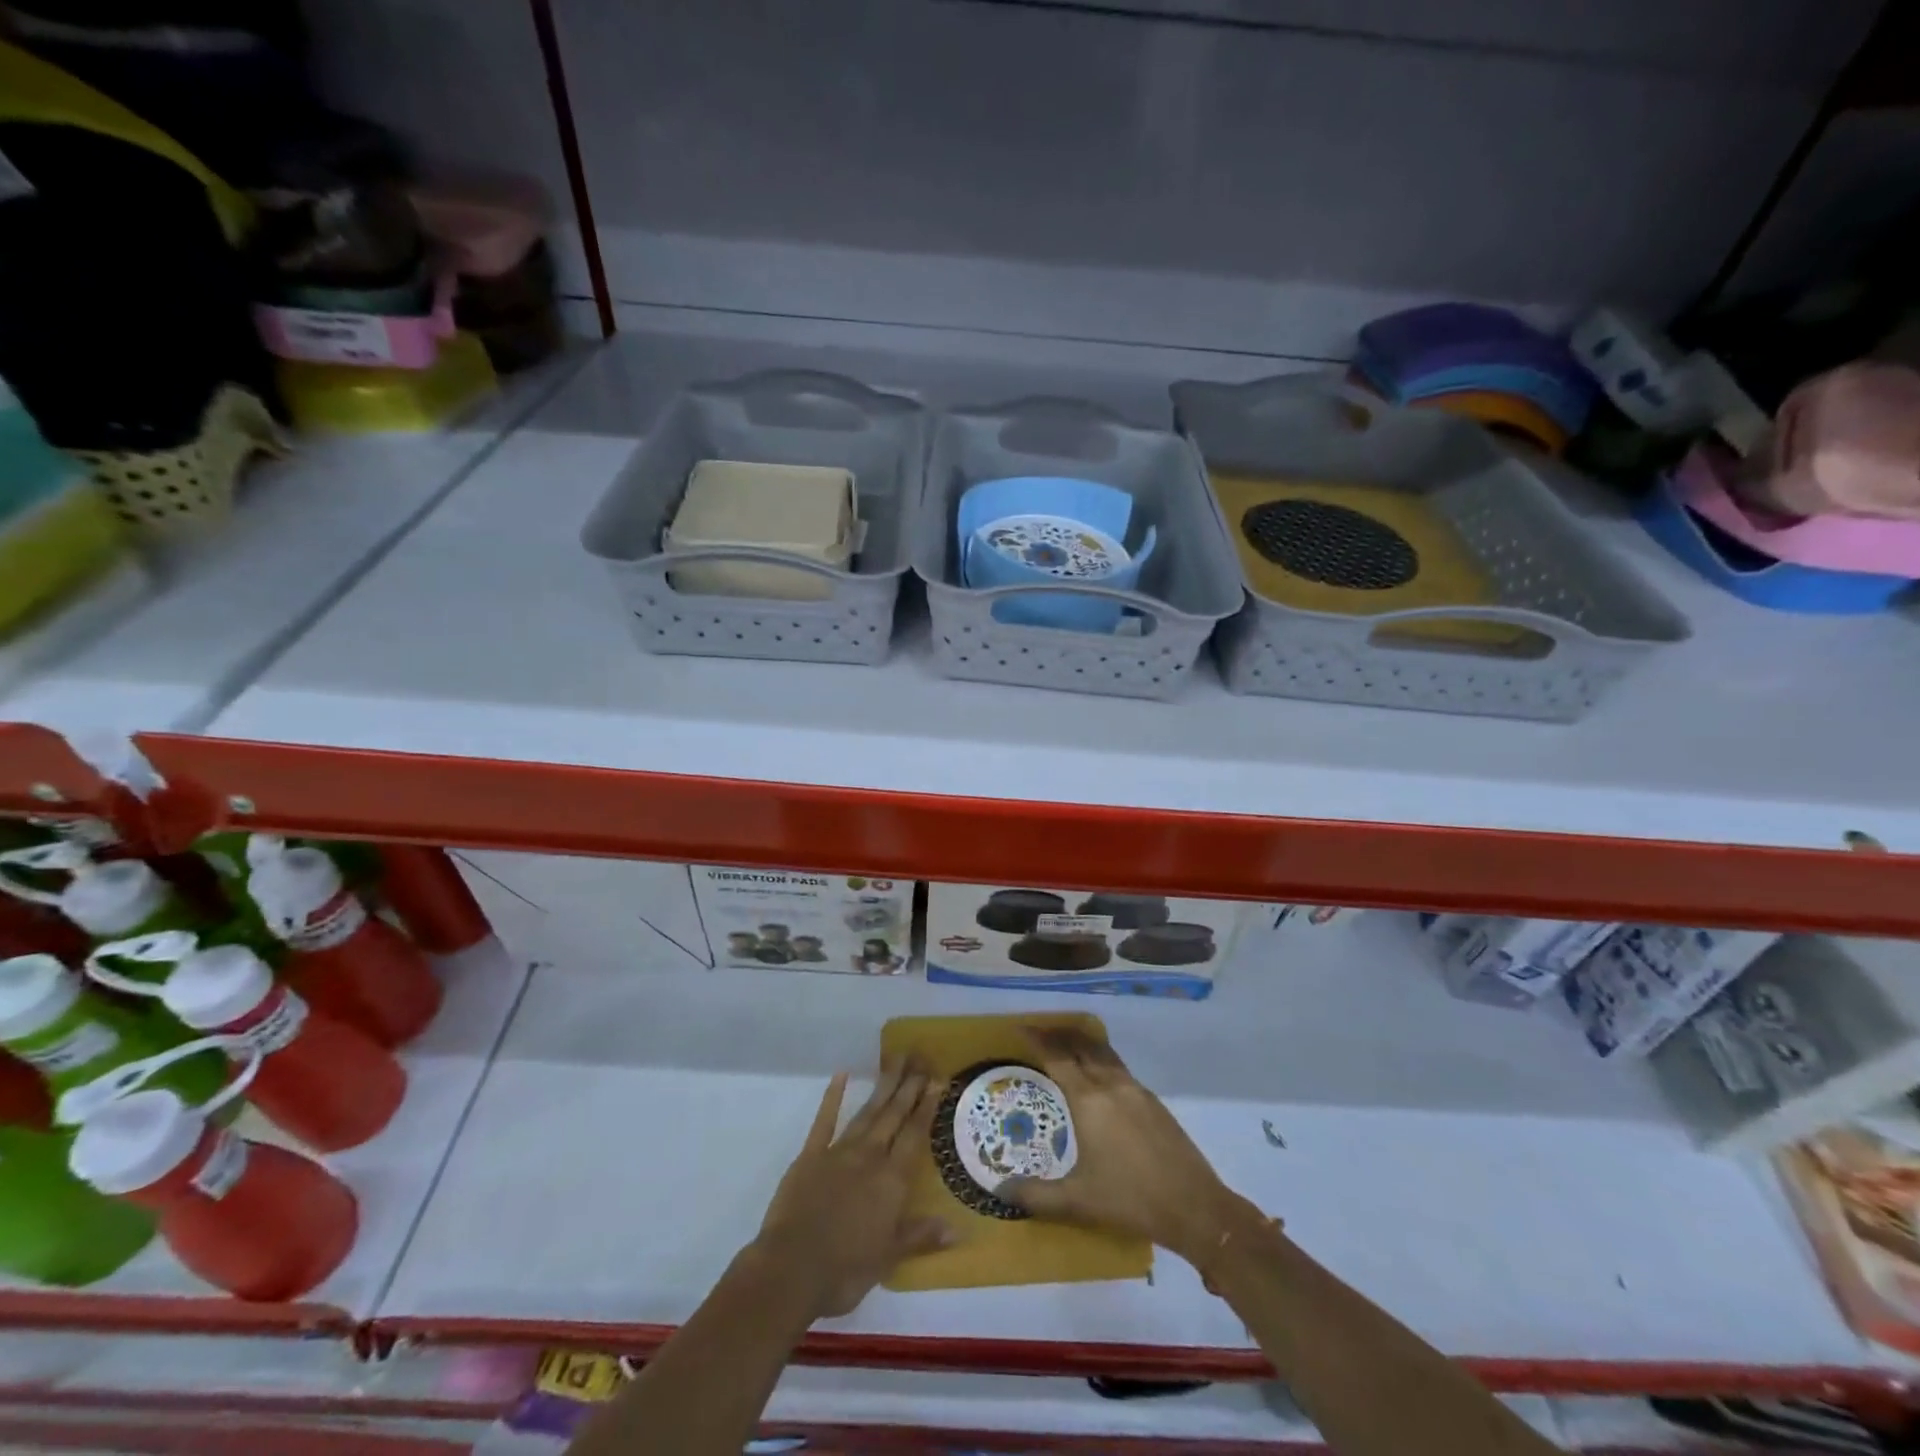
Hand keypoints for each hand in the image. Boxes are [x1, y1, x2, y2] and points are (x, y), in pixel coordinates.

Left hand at [752, 1057, 952, 1318]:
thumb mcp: (888, 1258)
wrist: (791, 1270)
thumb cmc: (845, 1270)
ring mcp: (838, 1152)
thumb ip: (921, 1236)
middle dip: (909, 1086)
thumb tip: (957, 1229)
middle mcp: (869, 1157)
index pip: (915, 1136)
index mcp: (891, 1181)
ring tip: (895, 1061)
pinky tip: (841, 1075)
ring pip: (867, 1112)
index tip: (937, 1080)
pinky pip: (824, 1121)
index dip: (927, 1107)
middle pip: (893, 1115)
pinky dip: (833, 1097)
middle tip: (921, 1058)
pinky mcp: (810, 1156)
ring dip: (883, 1086)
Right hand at [999, 1026, 1250, 1265]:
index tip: (1021, 1027)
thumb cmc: (1130, 1200)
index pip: (1057, 1057)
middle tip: (1039, 1031)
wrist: (1194, 1207)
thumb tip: (999, 1191)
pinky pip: (1119, 1066)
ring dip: (1082, 1042)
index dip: (1037, 1039)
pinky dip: (1100, 1059)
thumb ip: (1036, 1195)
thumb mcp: (1078, 1201)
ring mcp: (1136, 1089)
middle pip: (1081, 1045)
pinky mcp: (1153, 1101)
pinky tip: (1098, 1077)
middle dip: (1059, 1034)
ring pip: (1103, 1052)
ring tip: (1066, 1045)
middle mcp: (1111, 1084)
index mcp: (1089, 1100)